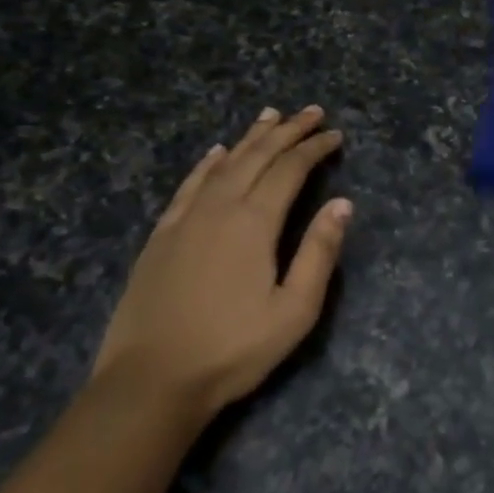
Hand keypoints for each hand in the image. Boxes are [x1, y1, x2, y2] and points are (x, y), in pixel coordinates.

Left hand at [93, 106, 350, 416]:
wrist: (151, 380)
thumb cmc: (233, 350)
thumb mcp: (294, 311)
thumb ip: (319, 253)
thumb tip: (342, 204)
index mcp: (254, 223)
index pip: (290, 170)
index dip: (314, 148)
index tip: (335, 135)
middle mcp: (219, 208)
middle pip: (257, 156)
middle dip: (287, 131)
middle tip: (311, 112)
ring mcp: (185, 219)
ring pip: (223, 164)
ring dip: (250, 138)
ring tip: (270, 116)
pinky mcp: (161, 235)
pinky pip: (189, 186)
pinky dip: (207, 164)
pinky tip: (215, 153)